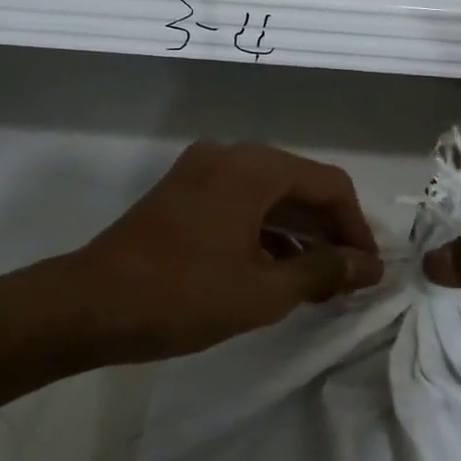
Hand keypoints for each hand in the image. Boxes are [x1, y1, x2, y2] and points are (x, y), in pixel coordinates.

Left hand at [74, 141, 383, 359]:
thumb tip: (370, 266)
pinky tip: (278, 271)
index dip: (357, 228)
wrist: (90, 304)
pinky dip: (265, 232)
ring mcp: (201, 171)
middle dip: (328, 232)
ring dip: (298, 234)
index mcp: (253, 168)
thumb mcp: (263, 291)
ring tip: (320, 283)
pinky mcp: (183, 192)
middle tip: (350, 278)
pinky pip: (240, 203)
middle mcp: (229, 156)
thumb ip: (322, 271)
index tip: (370, 270)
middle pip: (299, 186)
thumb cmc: (182, 296)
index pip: (329, 185)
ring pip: (269, 196)